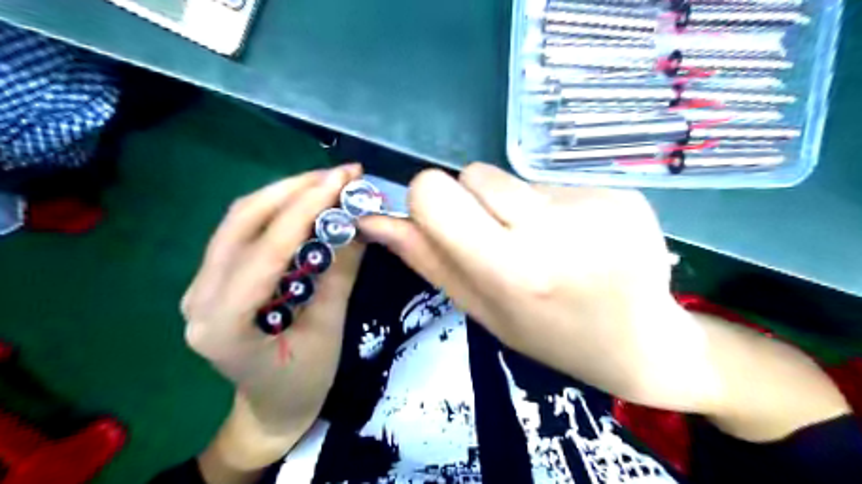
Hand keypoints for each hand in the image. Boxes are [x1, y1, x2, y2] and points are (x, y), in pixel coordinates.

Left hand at [182, 165, 364, 464]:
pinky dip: (279, 210)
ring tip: (329, 182)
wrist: (271, 407)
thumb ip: (340, 272)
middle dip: (295, 189)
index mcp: (224, 323)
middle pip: (242, 221)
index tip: (343, 180)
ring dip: (287, 193)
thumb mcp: (330, 330)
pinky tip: (308, 204)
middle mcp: (199, 297)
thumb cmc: (304, 381)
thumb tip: (360, 222)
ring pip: (239, 219)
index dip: (306, 208)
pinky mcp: (214, 278)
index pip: (266, 249)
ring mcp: (201, 285)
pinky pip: (244, 231)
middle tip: (341, 174)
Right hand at [359, 165, 687, 406]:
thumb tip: (375, 221)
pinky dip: (555, 207)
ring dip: (515, 204)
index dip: (429, 200)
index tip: (446, 221)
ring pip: (514, 176)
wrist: (639, 342)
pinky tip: (580, 240)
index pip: (435, 192)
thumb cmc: (548, 333)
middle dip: (474, 201)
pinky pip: (556, 182)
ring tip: (546, 243)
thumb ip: (428, 260)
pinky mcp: (621, 192)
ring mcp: (594, 205)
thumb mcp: (482, 309)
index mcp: (512, 269)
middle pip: (473, 174)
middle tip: (503, 239)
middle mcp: (554, 230)